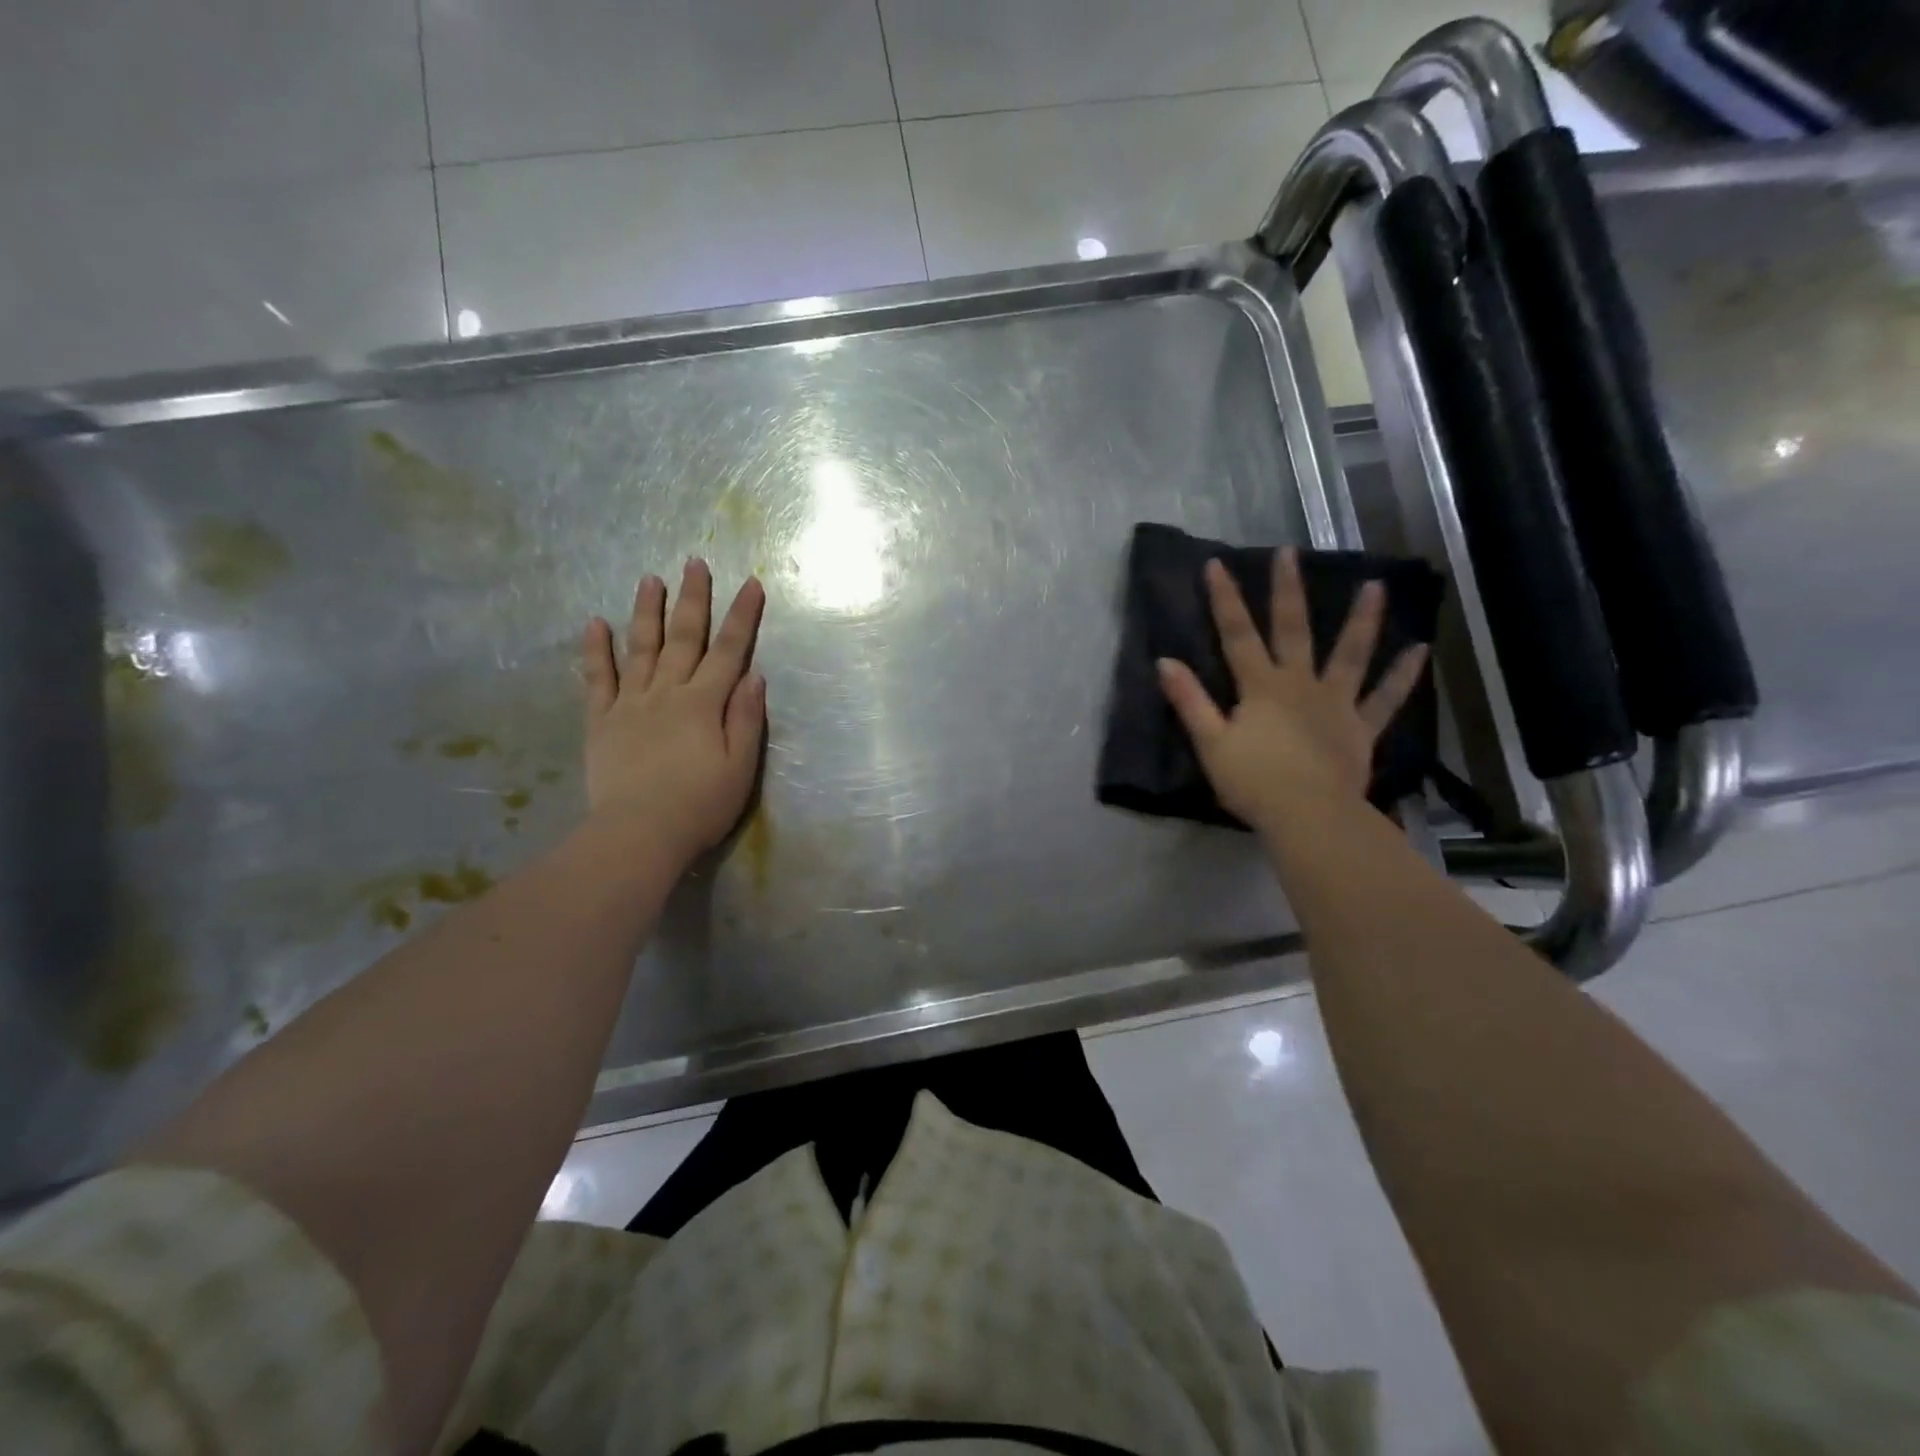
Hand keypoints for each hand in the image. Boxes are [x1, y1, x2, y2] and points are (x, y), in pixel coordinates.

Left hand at [582, 559, 765, 869]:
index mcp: (704, 704)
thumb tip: (754, 675)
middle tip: (695, 562)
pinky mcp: (601, 721)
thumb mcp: (740, 767)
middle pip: (684, 638)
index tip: (752, 583)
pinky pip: (597, 679)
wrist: (639, 834)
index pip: (729, 651)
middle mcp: (667, 693)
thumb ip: (746, 718)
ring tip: (650, 579)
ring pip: (640, 648)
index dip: (742, 616)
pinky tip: (595, 622)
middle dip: (693, 598)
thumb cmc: (700, 805)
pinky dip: (595, 650)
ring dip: (647, 611)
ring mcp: (630, 704)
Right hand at [1157, 548, 1428, 828]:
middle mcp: (1299, 683)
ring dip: (1362, 620)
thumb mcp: (1210, 743)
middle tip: (1290, 552)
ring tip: (1376, 586)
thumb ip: (1190, 701)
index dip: (1225, 600)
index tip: (1218, 564)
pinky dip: (1403, 675)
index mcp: (1260, 687)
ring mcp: (1335, 703)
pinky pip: (1385, 699)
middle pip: (1293, 630)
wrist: (1307, 815)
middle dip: (1288, 590)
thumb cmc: (1253, 782)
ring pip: (1350, 654)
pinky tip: (1420, 651)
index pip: (1237, 635)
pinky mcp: (1360, 728)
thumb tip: (1164, 662)